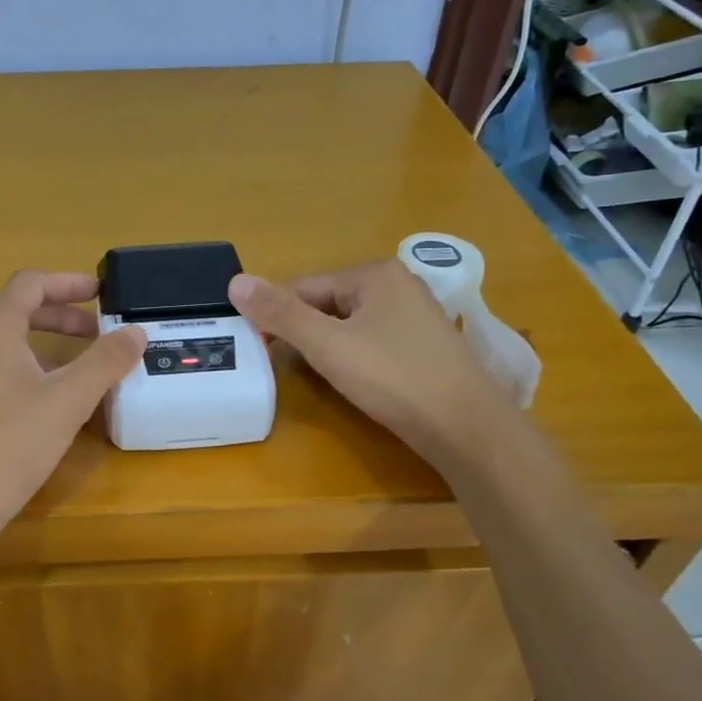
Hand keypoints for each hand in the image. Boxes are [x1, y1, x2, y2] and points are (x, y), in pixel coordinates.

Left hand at [0, 270, 144, 547]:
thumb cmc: (10, 444)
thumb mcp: (68, 401)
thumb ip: (104, 362)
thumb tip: (136, 332)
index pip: (28, 284)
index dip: (67, 283)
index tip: (101, 294)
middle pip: (15, 312)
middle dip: (60, 317)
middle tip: (97, 333)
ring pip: (4, 345)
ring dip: (44, 346)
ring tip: (79, 370)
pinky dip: (27, 370)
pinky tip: (47, 404)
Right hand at [228, 261, 509, 458]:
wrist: (466, 426)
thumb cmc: (393, 378)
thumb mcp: (328, 345)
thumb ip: (281, 314)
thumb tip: (235, 281)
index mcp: (374, 274)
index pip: (303, 287)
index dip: (276, 318)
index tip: (259, 351)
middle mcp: (398, 284)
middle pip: (327, 304)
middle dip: (304, 334)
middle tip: (289, 369)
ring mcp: (415, 315)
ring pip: (349, 325)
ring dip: (327, 348)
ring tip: (321, 378)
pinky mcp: (424, 345)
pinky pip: (372, 341)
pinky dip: (354, 357)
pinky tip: (355, 381)